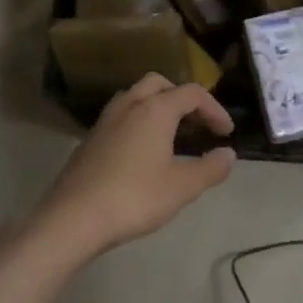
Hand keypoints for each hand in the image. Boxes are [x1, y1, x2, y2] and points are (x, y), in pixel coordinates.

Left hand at [36, 74, 236, 257]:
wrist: (74, 218)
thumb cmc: (135, 198)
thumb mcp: (182, 187)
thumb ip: (211, 168)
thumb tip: (228, 154)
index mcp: (155, 110)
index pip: (192, 94)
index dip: (215, 109)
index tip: (226, 134)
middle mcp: (128, 106)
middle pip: (159, 84)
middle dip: (182, 98)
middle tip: (197, 124)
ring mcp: (104, 122)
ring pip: (135, 97)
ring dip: (157, 107)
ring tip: (172, 135)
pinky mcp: (89, 140)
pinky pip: (120, 118)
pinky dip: (138, 122)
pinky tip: (143, 153)